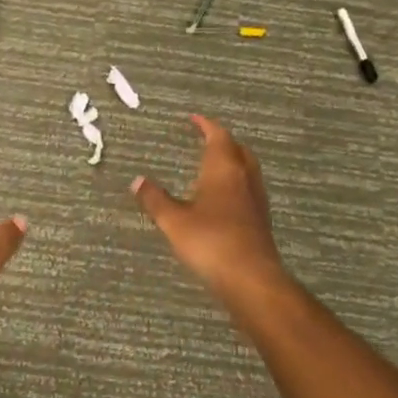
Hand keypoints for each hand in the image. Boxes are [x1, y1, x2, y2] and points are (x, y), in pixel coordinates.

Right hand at [132, 115, 288, 296]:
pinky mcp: (261, 220)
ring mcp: (256, 200)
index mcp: (223, 170)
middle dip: (223, 141)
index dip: (206, 125)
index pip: (218, 136)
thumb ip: (155, 200)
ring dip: (232, 161)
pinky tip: (224, 198)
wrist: (251, 279)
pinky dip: (236, 183)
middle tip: (206, 138)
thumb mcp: (174, 221)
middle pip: (238, 150)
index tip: (194, 118)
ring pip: (247, 169)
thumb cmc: (211, 242)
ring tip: (214, 164)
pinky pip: (249, 189)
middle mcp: (244, 178)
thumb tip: (137, 180)